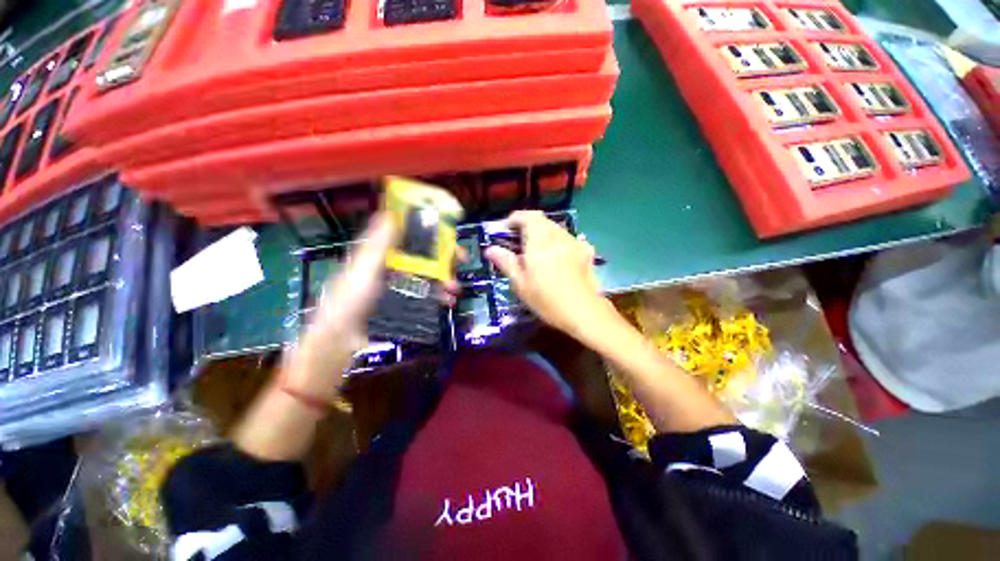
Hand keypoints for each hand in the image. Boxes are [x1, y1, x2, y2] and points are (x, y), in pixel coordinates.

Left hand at [282, 214, 461, 400]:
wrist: (341, 338)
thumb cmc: (350, 298)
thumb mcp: (364, 267)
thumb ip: (378, 242)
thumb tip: (391, 212)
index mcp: (382, 252)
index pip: (409, 233)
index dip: (428, 229)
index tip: (448, 230)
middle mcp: (393, 264)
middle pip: (424, 254)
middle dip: (444, 256)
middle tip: (462, 259)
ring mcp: (400, 283)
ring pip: (429, 274)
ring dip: (445, 278)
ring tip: (455, 288)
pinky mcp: (405, 301)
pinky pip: (427, 293)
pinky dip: (439, 295)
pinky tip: (447, 301)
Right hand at [485, 211, 610, 339]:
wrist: (584, 311)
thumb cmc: (547, 300)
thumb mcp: (521, 284)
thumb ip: (506, 262)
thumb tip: (490, 249)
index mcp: (540, 242)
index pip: (528, 217)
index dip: (516, 218)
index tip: (507, 229)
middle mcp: (558, 236)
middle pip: (542, 220)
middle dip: (529, 225)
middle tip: (519, 241)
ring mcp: (574, 242)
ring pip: (556, 228)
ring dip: (543, 233)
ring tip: (537, 250)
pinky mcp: (586, 251)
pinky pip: (568, 238)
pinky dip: (558, 241)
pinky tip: (557, 256)